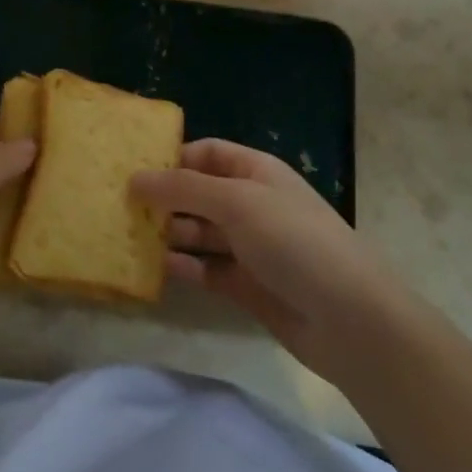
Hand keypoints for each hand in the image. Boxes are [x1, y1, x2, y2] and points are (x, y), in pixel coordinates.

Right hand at [132, 139, 391, 382]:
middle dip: (164, 198)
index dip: (173, 158)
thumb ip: (182, 189)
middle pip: (199, 193)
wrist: (350, 319)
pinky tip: (155, 268)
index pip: (208, 153)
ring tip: (129, 236)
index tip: (133, 169)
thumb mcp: (236, 202)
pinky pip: (206, 269)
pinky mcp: (247, 286)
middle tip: (120, 207)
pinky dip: (183, 267)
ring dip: (169, 233)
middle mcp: (252, 204)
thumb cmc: (293, 241)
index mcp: (256, 172)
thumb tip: (135, 178)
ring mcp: (251, 247)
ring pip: (200, 233)